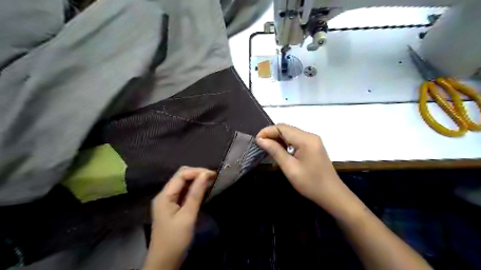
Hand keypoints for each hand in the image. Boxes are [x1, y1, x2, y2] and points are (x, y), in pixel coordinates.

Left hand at [143, 167, 215, 269]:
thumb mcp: (188, 216)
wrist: (165, 262)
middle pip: (181, 177)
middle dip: (197, 174)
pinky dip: (195, 190)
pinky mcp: (173, 207)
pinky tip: (204, 191)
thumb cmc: (175, 239)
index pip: (181, 174)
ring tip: (211, 182)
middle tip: (213, 178)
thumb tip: (205, 174)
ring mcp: (169, 201)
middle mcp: (165, 194)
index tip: (213, 175)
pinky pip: (185, 193)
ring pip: (184, 184)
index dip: (197, 171)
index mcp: (165, 195)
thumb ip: (196, 194)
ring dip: (197, 181)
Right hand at [256, 124, 352, 212]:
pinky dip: (286, 142)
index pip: (282, 127)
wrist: (332, 194)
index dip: (267, 131)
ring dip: (278, 138)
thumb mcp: (290, 168)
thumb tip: (260, 139)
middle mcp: (310, 135)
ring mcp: (313, 140)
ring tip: (267, 147)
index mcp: (306, 139)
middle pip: (287, 128)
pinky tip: (279, 149)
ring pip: (291, 133)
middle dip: (271, 134)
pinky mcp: (313, 145)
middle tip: (260, 144)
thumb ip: (275, 151)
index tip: (256, 140)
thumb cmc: (310, 183)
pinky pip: (296, 139)